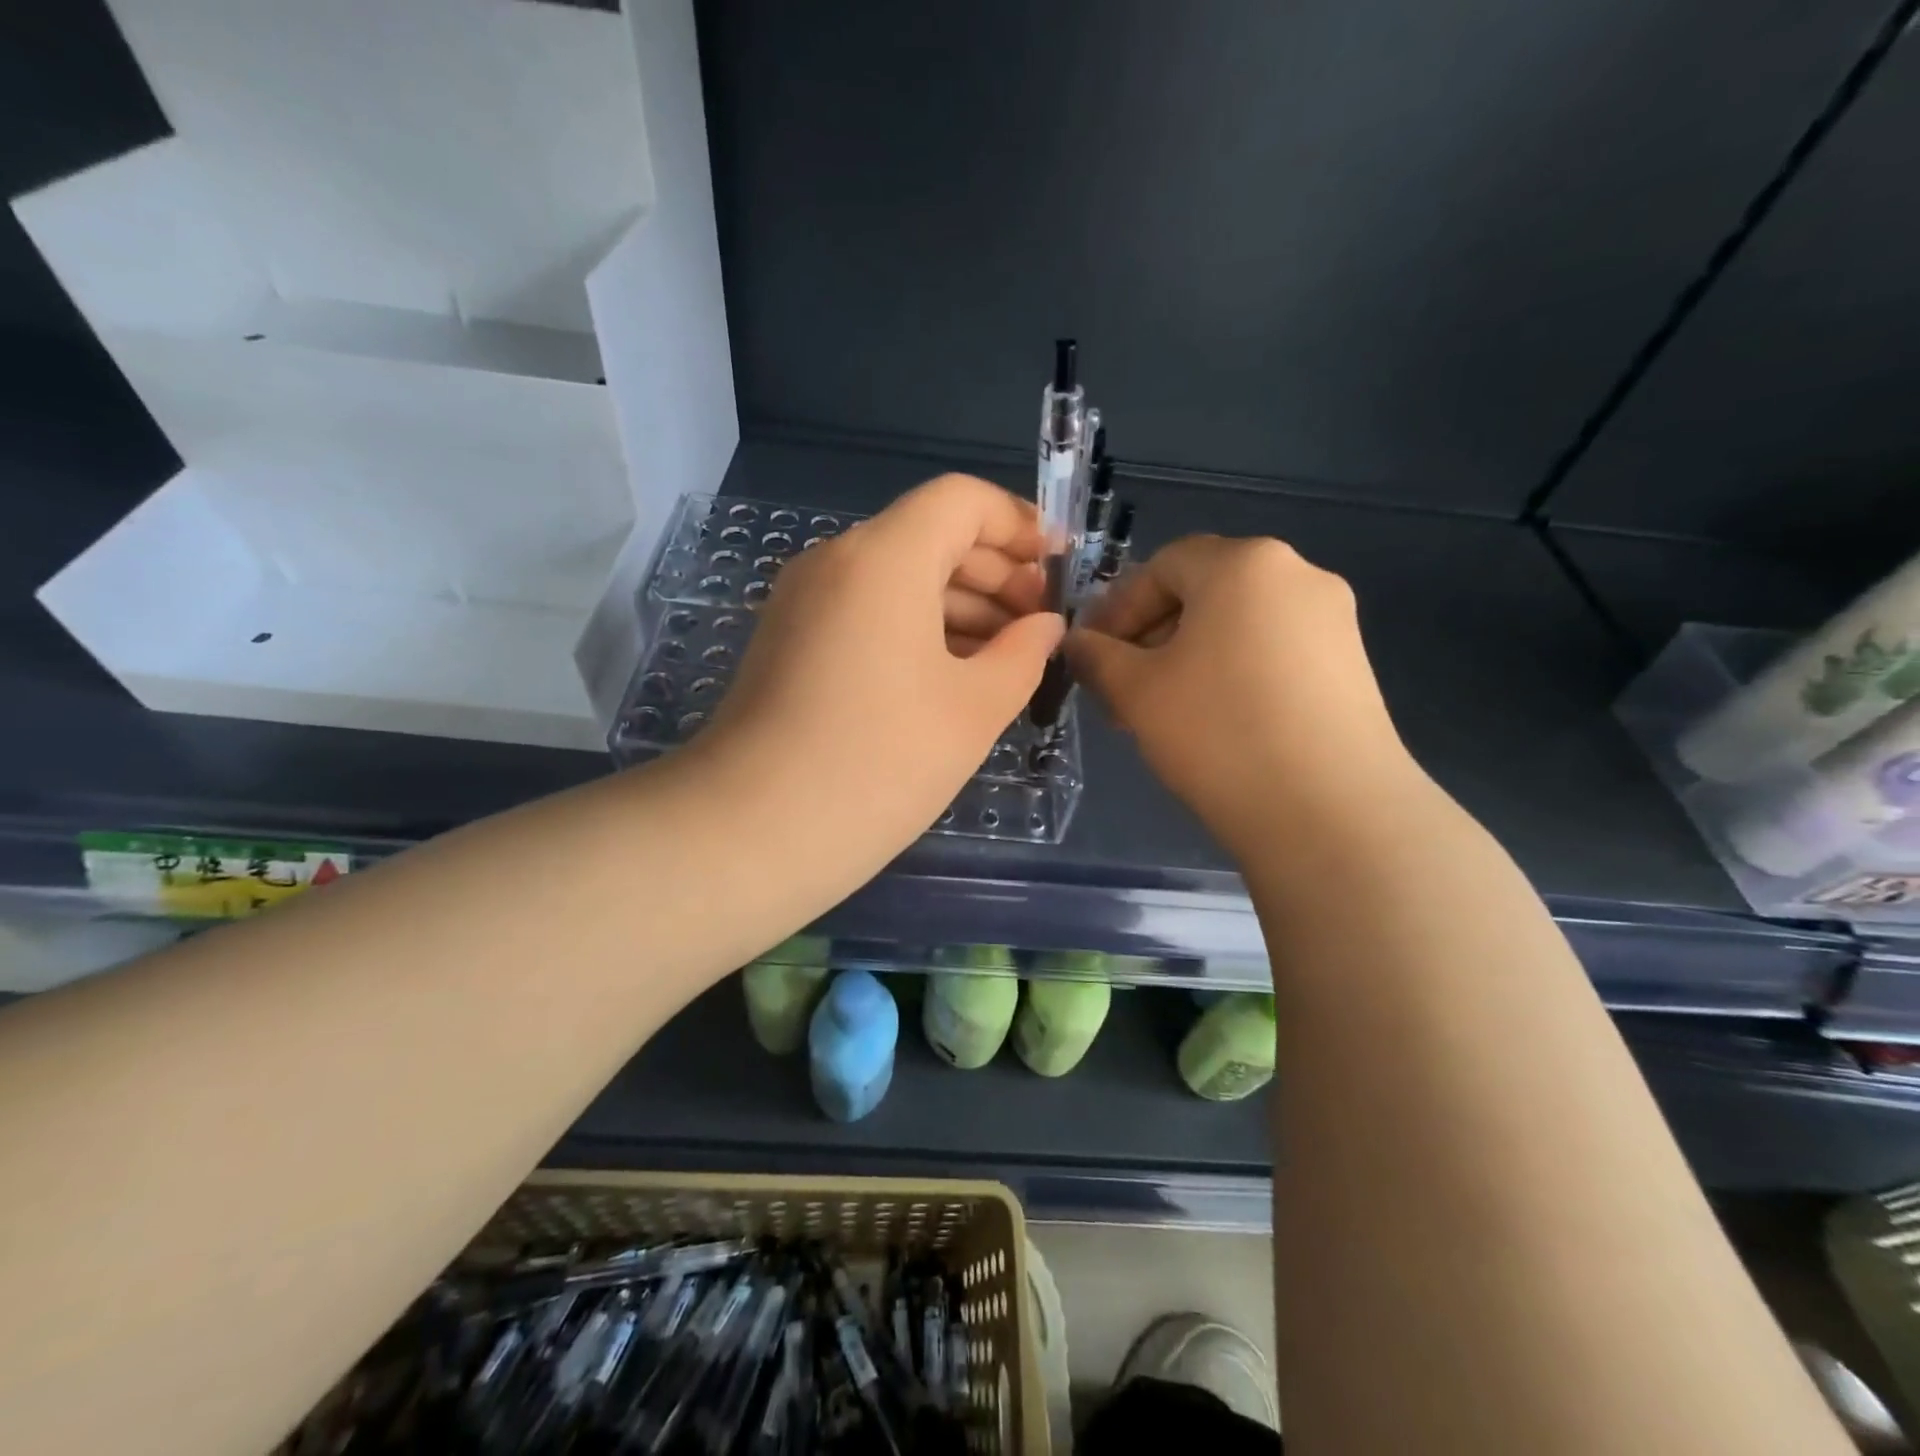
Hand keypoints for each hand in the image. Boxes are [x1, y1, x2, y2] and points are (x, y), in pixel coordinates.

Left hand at [701, 474, 1064, 859]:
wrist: (752, 831)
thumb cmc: (881, 763)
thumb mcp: (975, 709)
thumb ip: (1024, 653)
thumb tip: (1044, 626)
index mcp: (883, 558)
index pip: (961, 500)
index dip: (1019, 523)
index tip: (1058, 569)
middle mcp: (836, 561)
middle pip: (929, 536)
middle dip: (995, 571)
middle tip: (1039, 625)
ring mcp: (804, 602)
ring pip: (897, 577)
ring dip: (958, 604)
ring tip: (1007, 657)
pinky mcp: (789, 641)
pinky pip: (866, 611)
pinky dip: (916, 628)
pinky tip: (952, 676)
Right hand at [1068, 534, 1415, 852]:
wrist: (1330, 812)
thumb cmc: (1217, 732)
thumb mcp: (1135, 691)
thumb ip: (1096, 656)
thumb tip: (1077, 642)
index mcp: (1243, 563)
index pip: (1163, 566)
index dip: (1118, 608)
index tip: (1094, 656)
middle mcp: (1297, 574)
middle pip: (1203, 591)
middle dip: (1152, 636)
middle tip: (1123, 689)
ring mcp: (1334, 620)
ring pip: (1238, 624)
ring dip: (1189, 657)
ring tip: (1164, 712)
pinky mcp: (1352, 665)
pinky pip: (1274, 651)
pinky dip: (1233, 673)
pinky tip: (1216, 723)